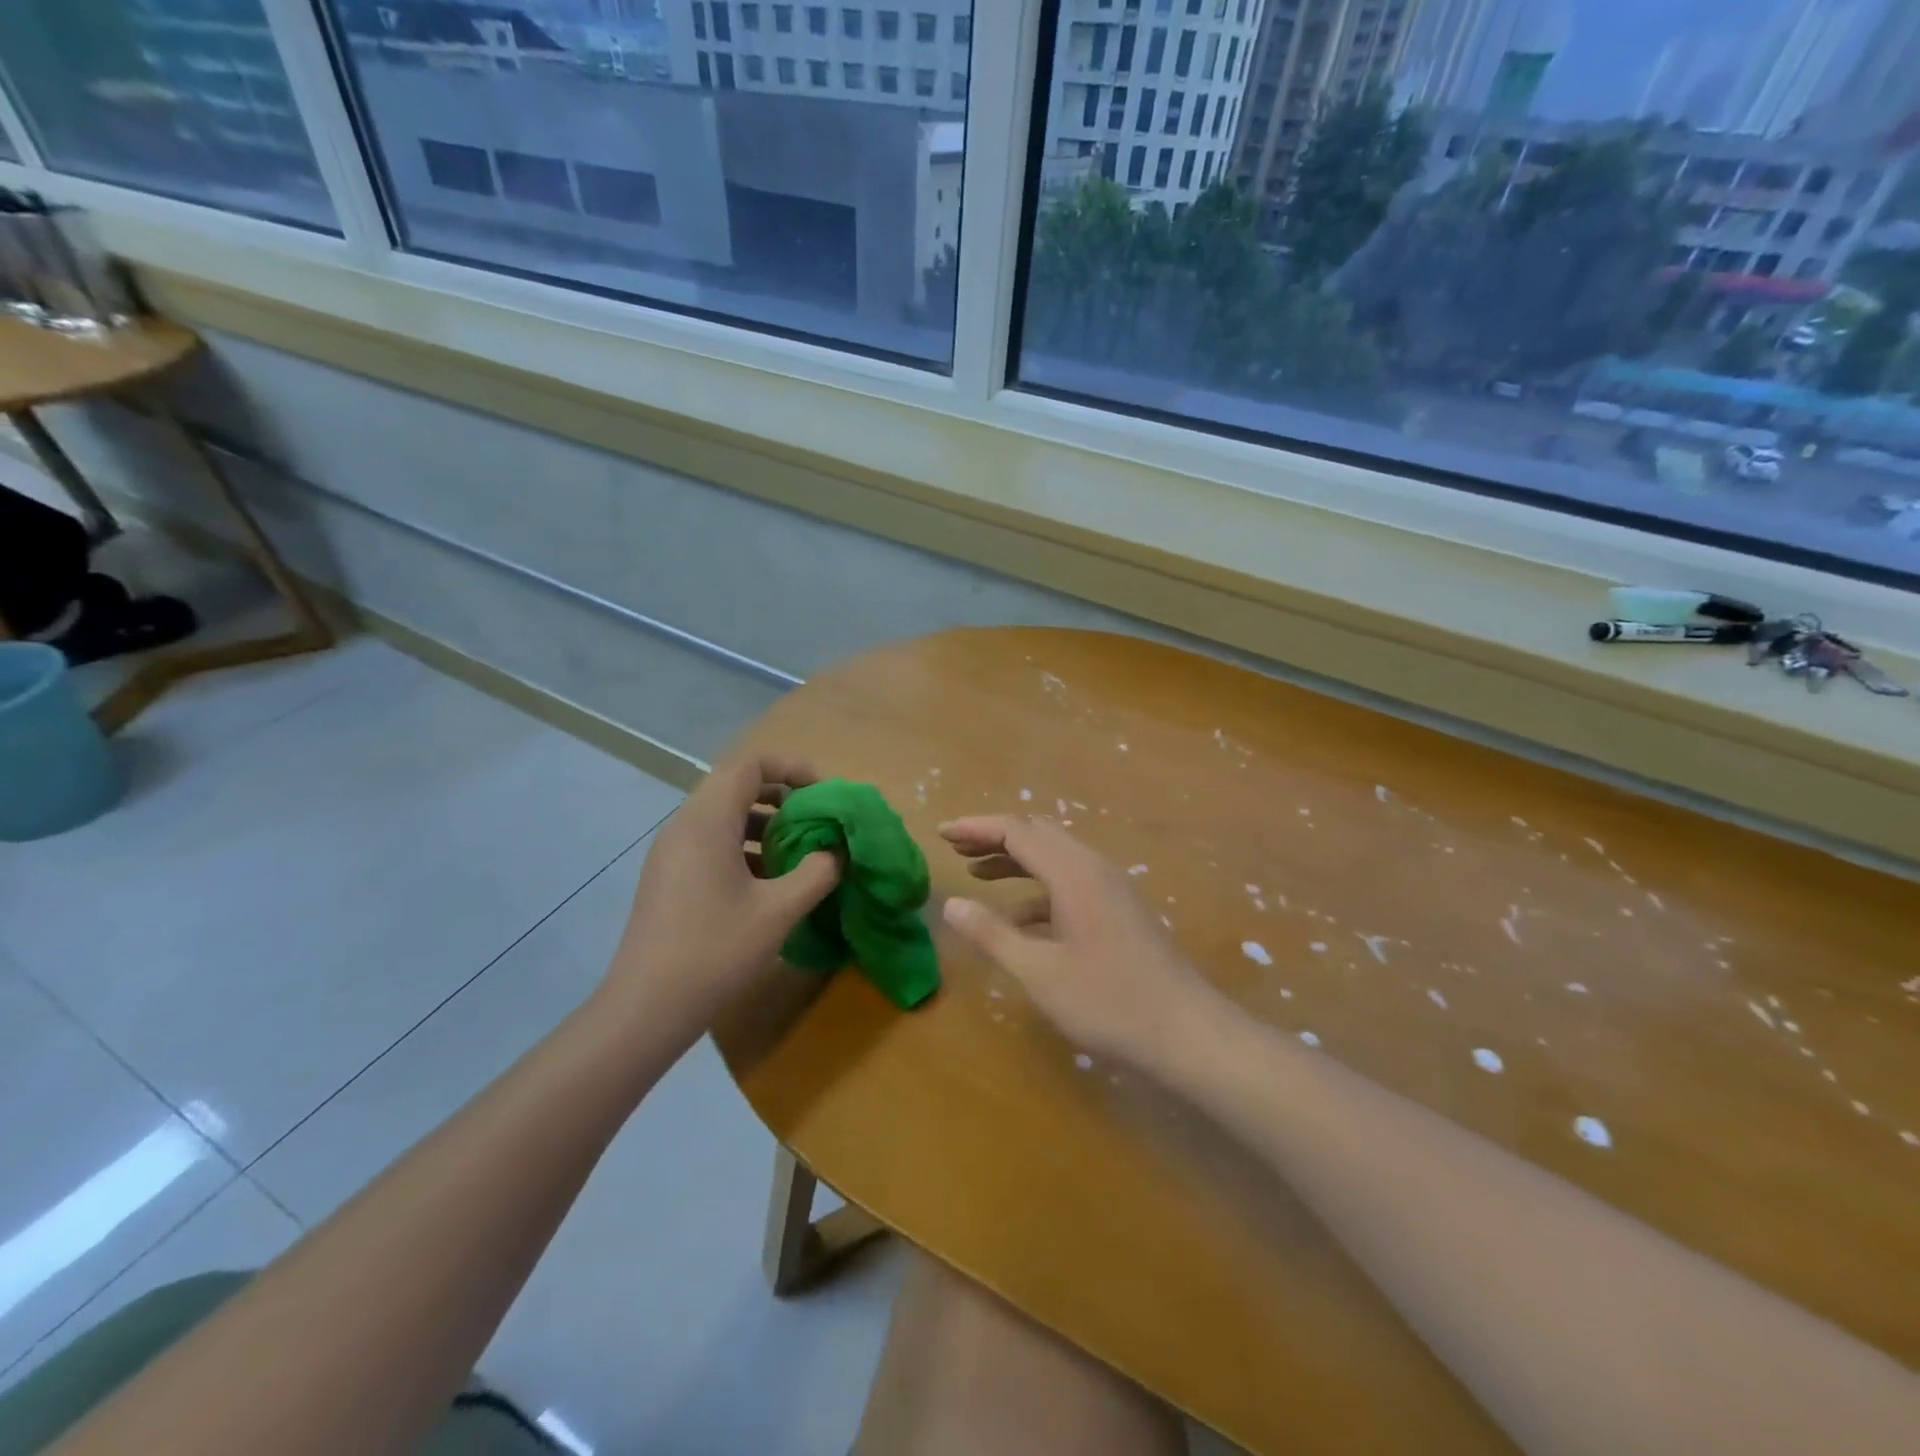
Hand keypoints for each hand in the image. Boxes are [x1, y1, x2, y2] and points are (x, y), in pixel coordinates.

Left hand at [604, 753, 839, 1042]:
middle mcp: (683, 827)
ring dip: (764, 824)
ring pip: (723, 816)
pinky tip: (768, 883)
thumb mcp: (779, 911)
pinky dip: (744, 847)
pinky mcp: (668, 878)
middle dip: (781, 796)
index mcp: (707, 822)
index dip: (791, 768)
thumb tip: (836, 853)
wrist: (646, 1010)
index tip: (822, 794)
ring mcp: (671, 853)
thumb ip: (817, 873)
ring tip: (797, 853)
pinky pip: (711, 843)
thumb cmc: (715, 952)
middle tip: (815, 821)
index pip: (749, 764)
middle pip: (735, 785)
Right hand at [939, 815, 1222, 1071]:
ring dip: (1016, 859)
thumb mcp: (1039, 972)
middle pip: (1037, 834)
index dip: (976, 827)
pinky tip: (1020, 917)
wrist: (1186, 1032)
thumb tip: (951, 904)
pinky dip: (1038, 888)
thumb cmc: (1108, 1001)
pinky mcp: (1119, 909)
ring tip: (976, 873)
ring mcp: (1111, 887)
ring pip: (1055, 857)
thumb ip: (992, 934)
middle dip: (994, 837)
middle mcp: (1093, 868)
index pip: (1017, 830)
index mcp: (1073, 872)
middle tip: (955, 847)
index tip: (940, 832)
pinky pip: (1071, 882)